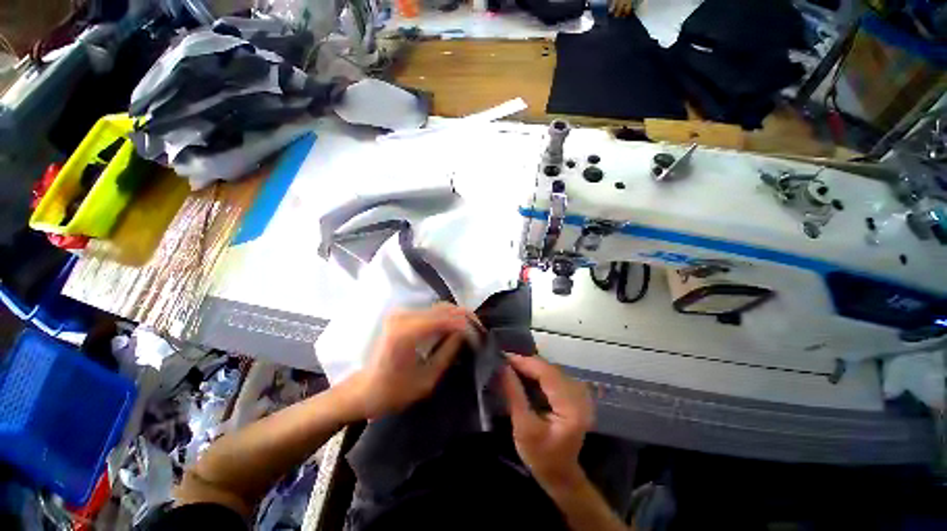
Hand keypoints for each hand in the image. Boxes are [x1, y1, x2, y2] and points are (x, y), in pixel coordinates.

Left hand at [342, 304, 471, 419]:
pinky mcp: (402, 315)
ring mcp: (402, 313)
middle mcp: (404, 316)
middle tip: (480, 331)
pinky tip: (455, 328)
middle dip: (465, 318)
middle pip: (444, 308)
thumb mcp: (427, 379)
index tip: (480, 338)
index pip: (446, 319)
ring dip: (457, 316)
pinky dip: (447, 318)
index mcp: (407, 332)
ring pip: (440, 307)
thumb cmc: (392, 392)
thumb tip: (466, 334)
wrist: (362, 390)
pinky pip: (431, 311)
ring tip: (471, 330)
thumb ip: (448, 352)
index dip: (467, 326)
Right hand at [501, 354, 593, 492]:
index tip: (505, 357)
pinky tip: (525, 373)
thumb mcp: (523, 428)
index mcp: (571, 408)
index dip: (526, 362)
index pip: (548, 374)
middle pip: (551, 369)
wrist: (560, 474)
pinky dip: (538, 372)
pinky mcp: (574, 395)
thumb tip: (503, 367)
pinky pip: (554, 375)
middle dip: (527, 362)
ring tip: (512, 364)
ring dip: (531, 366)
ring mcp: (579, 395)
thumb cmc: (541, 456)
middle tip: (505, 360)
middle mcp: (579, 396)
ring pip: (552, 369)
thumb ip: (514, 395)